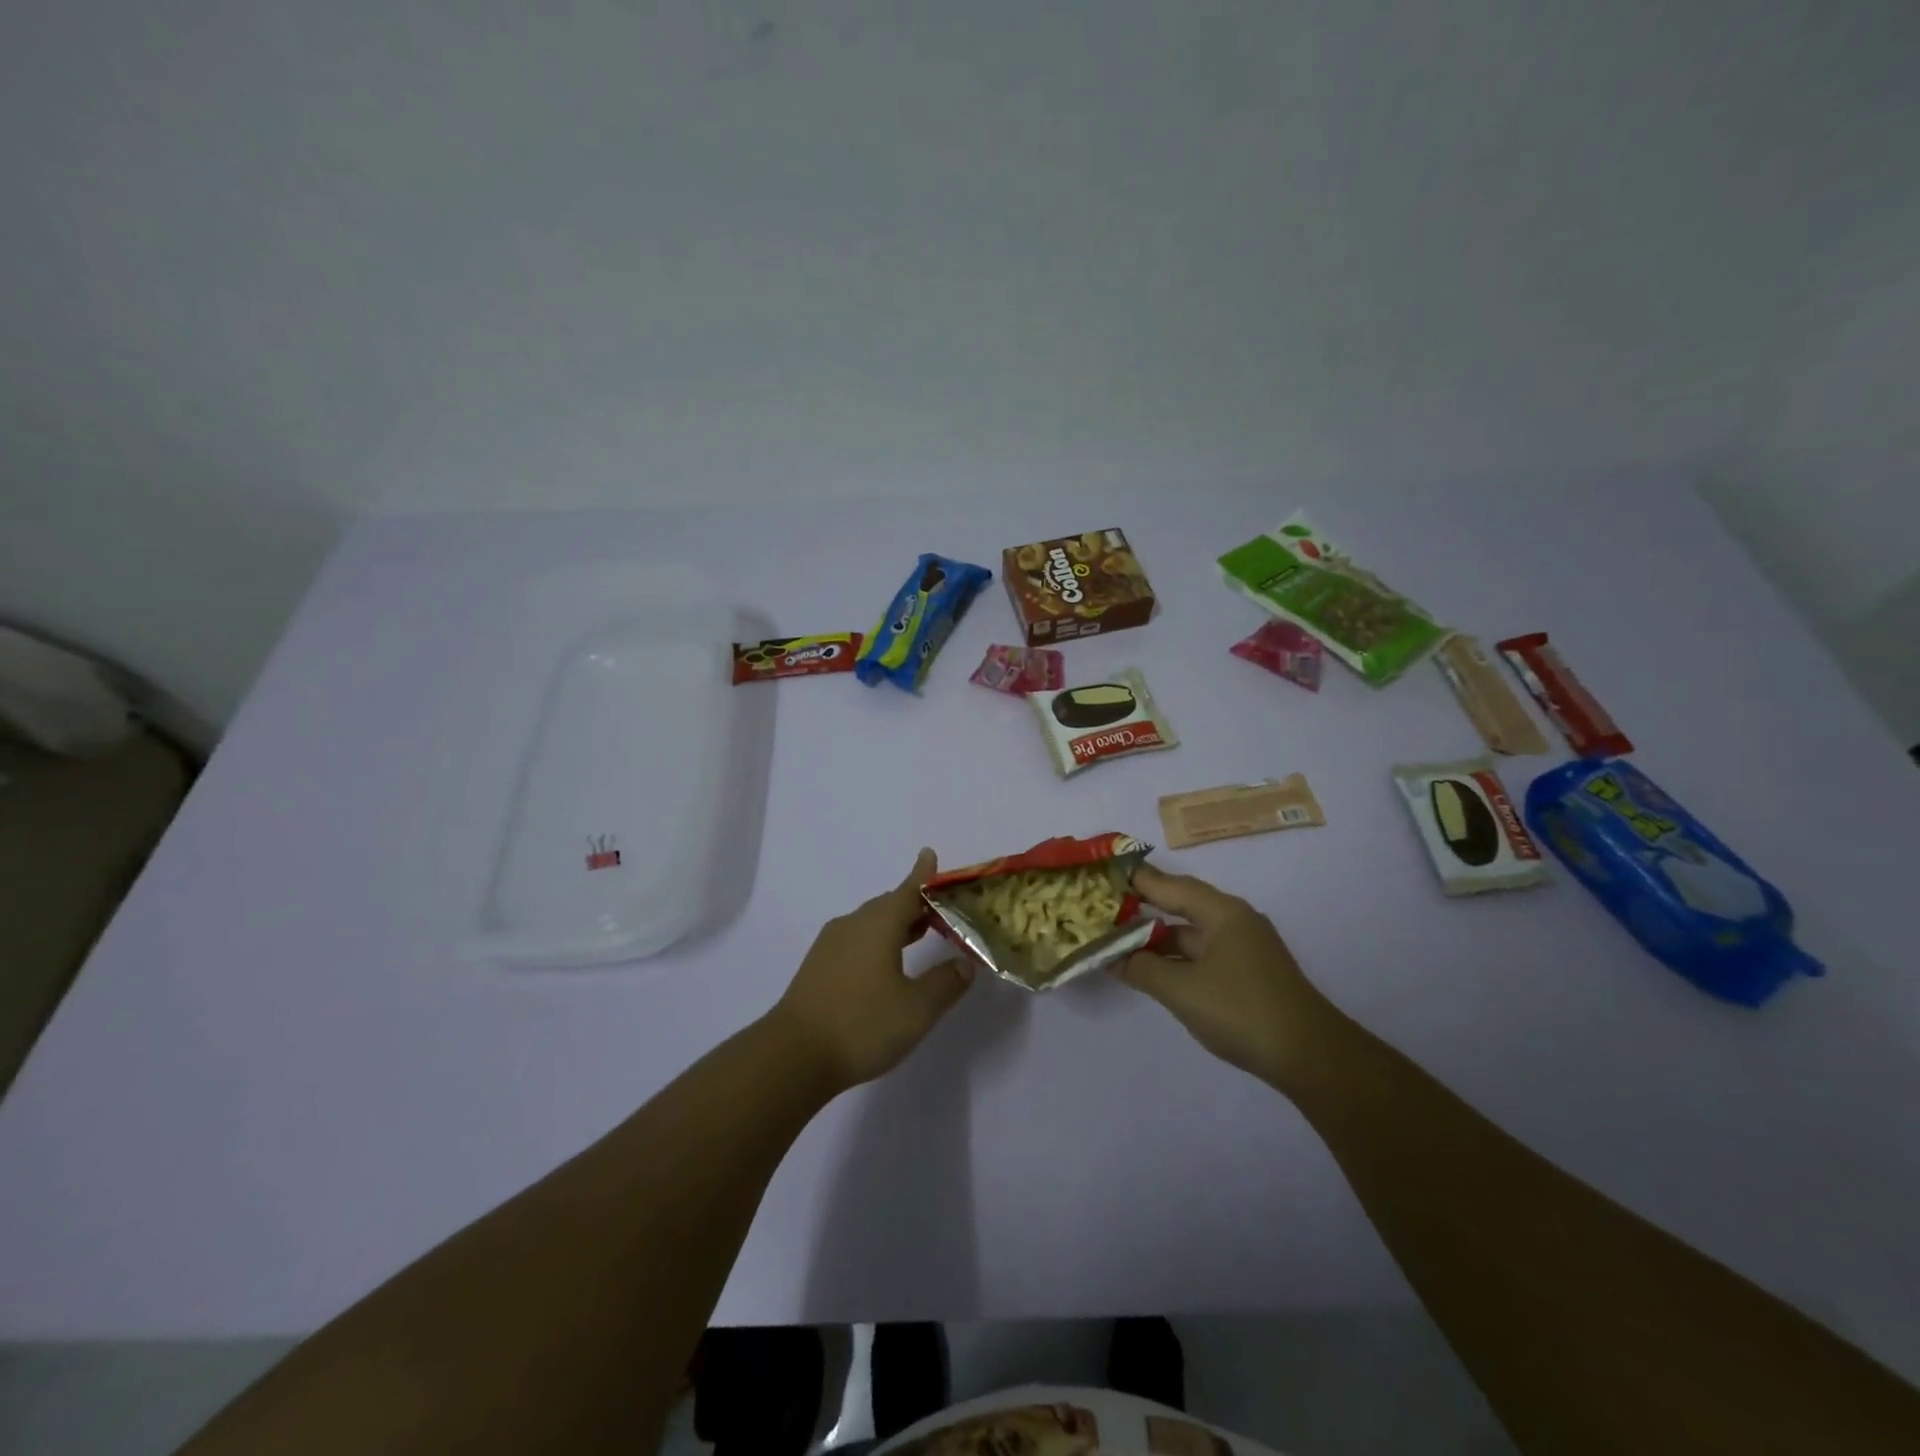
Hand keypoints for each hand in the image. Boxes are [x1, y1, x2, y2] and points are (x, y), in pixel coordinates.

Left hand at [771, 849, 973, 1092]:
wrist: (793, 1056)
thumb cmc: (862, 1024)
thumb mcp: (917, 1009)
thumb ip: (945, 983)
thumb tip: (964, 963)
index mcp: (878, 924)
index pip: (908, 889)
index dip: (923, 874)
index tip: (930, 854)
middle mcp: (853, 925)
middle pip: (888, 905)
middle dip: (914, 903)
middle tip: (940, 909)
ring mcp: (831, 946)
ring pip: (870, 924)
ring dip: (896, 925)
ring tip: (921, 932)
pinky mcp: (818, 967)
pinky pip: (856, 941)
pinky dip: (878, 942)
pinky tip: (886, 964)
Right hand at [1117, 864, 1341, 1090]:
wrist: (1310, 1057)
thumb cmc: (1241, 1011)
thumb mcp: (1181, 990)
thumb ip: (1141, 969)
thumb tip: (1111, 956)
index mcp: (1221, 912)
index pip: (1168, 884)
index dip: (1134, 879)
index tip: (1102, 873)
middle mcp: (1233, 921)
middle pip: (1179, 905)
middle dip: (1141, 908)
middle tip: (1101, 907)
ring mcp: (1242, 947)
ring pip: (1189, 933)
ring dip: (1156, 938)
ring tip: (1116, 941)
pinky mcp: (1246, 973)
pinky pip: (1200, 954)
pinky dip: (1174, 958)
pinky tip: (1151, 969)